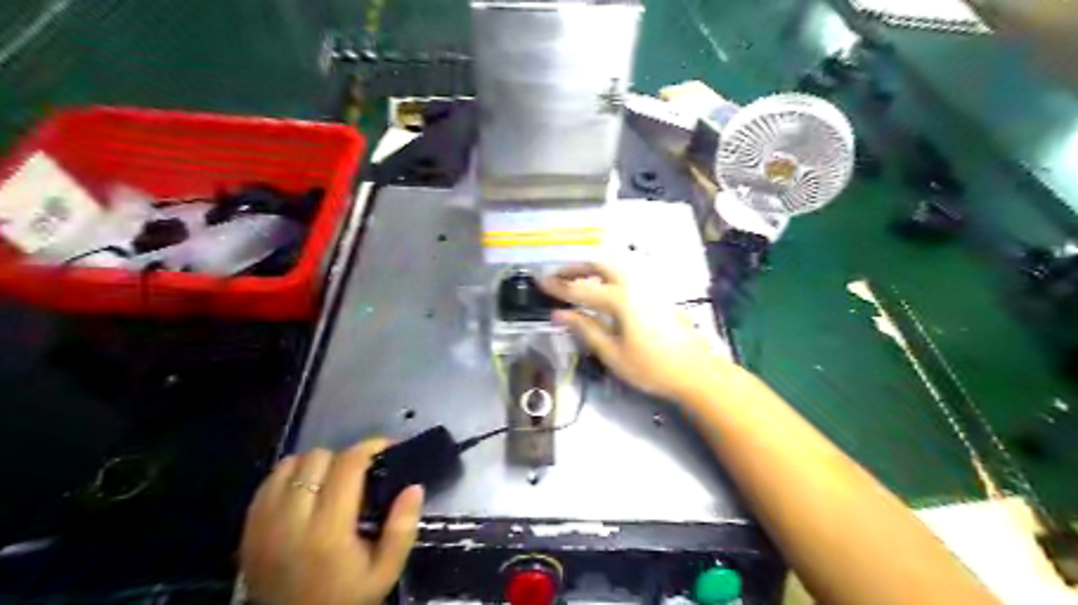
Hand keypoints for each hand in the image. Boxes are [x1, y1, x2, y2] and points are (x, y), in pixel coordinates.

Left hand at [242, 440, 426, 604]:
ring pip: (289, 465)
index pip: (346, 466)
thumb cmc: (345, 599)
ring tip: (331, 481)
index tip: (386, 448)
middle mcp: (291, 519)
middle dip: (343, 458)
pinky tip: (304, 492)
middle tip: (360, 473)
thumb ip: (402, 529)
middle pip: (317, 458)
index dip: (369, 447)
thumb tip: (414, 486)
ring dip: (315, 465)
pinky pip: (267, 483)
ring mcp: (263, 523)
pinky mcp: (247, 529)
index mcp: (328, 530)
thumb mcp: (385, 572)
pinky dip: (290, 477)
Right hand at [543, 263, 727, 402]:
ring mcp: (648, 285)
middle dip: (575, 267)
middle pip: (599, 264)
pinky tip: (603, 290)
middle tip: (558, 278)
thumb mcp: (612, 353)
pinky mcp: (657, 292)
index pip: (580, 289)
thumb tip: (558, 315)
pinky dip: (608, 275)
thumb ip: (585, 329)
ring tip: (577, 283)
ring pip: (615, 265)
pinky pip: (626, 273)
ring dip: (592, 269)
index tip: (539, 282)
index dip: (558, 287)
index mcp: (620, 299)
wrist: (695, 371)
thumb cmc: (651, 367)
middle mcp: (634, 283)